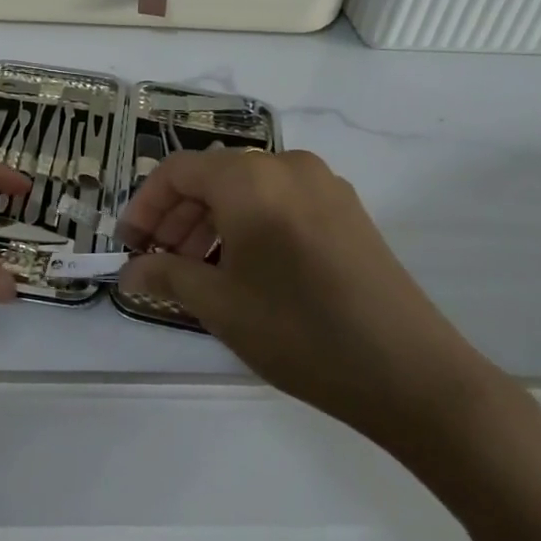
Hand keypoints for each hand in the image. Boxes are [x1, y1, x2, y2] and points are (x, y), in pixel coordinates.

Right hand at [117, 149, 501, 454]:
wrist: (414, 375)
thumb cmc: (301, 332)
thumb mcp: (220, 305)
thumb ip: (166, 275)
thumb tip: (127, 273)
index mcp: (250, 178)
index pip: (177, 171)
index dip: (145, 205)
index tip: (129, 245)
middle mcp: (286, 165)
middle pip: (213, 177)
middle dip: (178, 217)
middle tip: (159, 262)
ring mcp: (324, 185)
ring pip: (248, 190)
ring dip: (212, 223)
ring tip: (199, 271)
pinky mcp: (347, 211)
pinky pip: (280, 202)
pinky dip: (250, 226)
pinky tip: (245, 270)